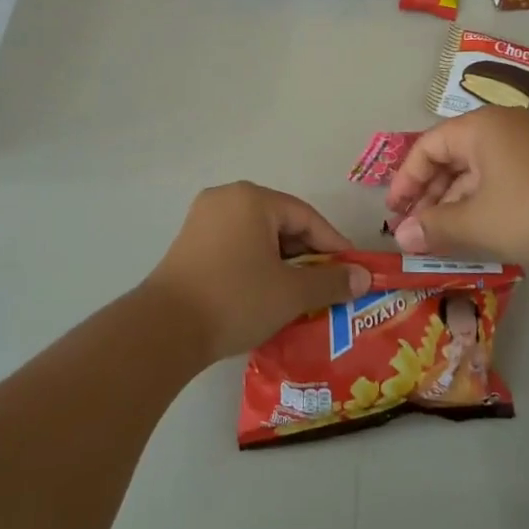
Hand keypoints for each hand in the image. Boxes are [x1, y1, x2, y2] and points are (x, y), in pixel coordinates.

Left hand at [142, 183, 371, 360]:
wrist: (164, 330)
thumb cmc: (236, 299)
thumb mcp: (291, 292)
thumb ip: (331, 281)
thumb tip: (364, 278)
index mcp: (252, 198)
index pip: (306, 217)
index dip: (334, 244)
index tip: (353, 271)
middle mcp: (226, 198)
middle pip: (281, 223)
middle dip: (308, 255)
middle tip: (328, 285)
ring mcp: (203, 220)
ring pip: (257, 236)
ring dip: (282, 263)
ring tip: (301, 294)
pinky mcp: (189, 244)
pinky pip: (236, 246)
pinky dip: (257, 265)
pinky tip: (267, 293)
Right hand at [384, 107, 528, 268]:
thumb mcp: (474, 222)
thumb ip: (433, 227)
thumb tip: (400, 237)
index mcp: (479, 127)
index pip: (427, 147)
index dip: (405, 180)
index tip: (394, 213)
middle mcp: (502, 126)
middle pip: (451, 156)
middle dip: (429, 194)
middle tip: (415, 228)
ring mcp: (528, 144)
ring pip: (476, 169)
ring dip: (454, 201)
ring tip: (441, 235)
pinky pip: (499, 177)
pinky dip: (481, 201)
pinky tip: (476, 229)